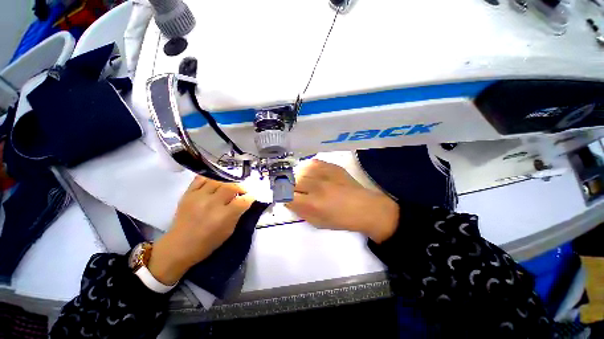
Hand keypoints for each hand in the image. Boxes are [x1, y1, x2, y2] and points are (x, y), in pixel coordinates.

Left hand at [148, 176, 253, 284]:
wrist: (179, 246)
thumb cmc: (207, 243)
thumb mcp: (228, 231)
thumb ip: (238, 214)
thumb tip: (245, 201)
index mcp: (224, 216)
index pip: (243, 200)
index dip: (250, 197)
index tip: (252, 197)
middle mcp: (212, 204)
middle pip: (232, 187)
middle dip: (241, 187)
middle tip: (242, 191)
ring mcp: (199, 197)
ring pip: (218, 180)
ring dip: (227, 182)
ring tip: (229, 187)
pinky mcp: (188, 194)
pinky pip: (201, 178)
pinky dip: (210, 178)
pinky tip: (215, 183)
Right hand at [286, 160, 398, 242]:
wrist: (364, 207)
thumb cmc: (341, 219)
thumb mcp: (317, 222)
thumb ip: (300, 211)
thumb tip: (287, 201)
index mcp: (312, 204)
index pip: (286, 196)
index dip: (283, 196)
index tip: (286, 197)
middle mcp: (316, 187)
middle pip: (292, 182)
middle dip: (291, 187)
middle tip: (296, 191)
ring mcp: (324, 174)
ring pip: (300, 171)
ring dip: (299, 178)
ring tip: (305, 182)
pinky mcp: (332, 166)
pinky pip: (312, 163)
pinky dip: (308, 168)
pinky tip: (312, 174)